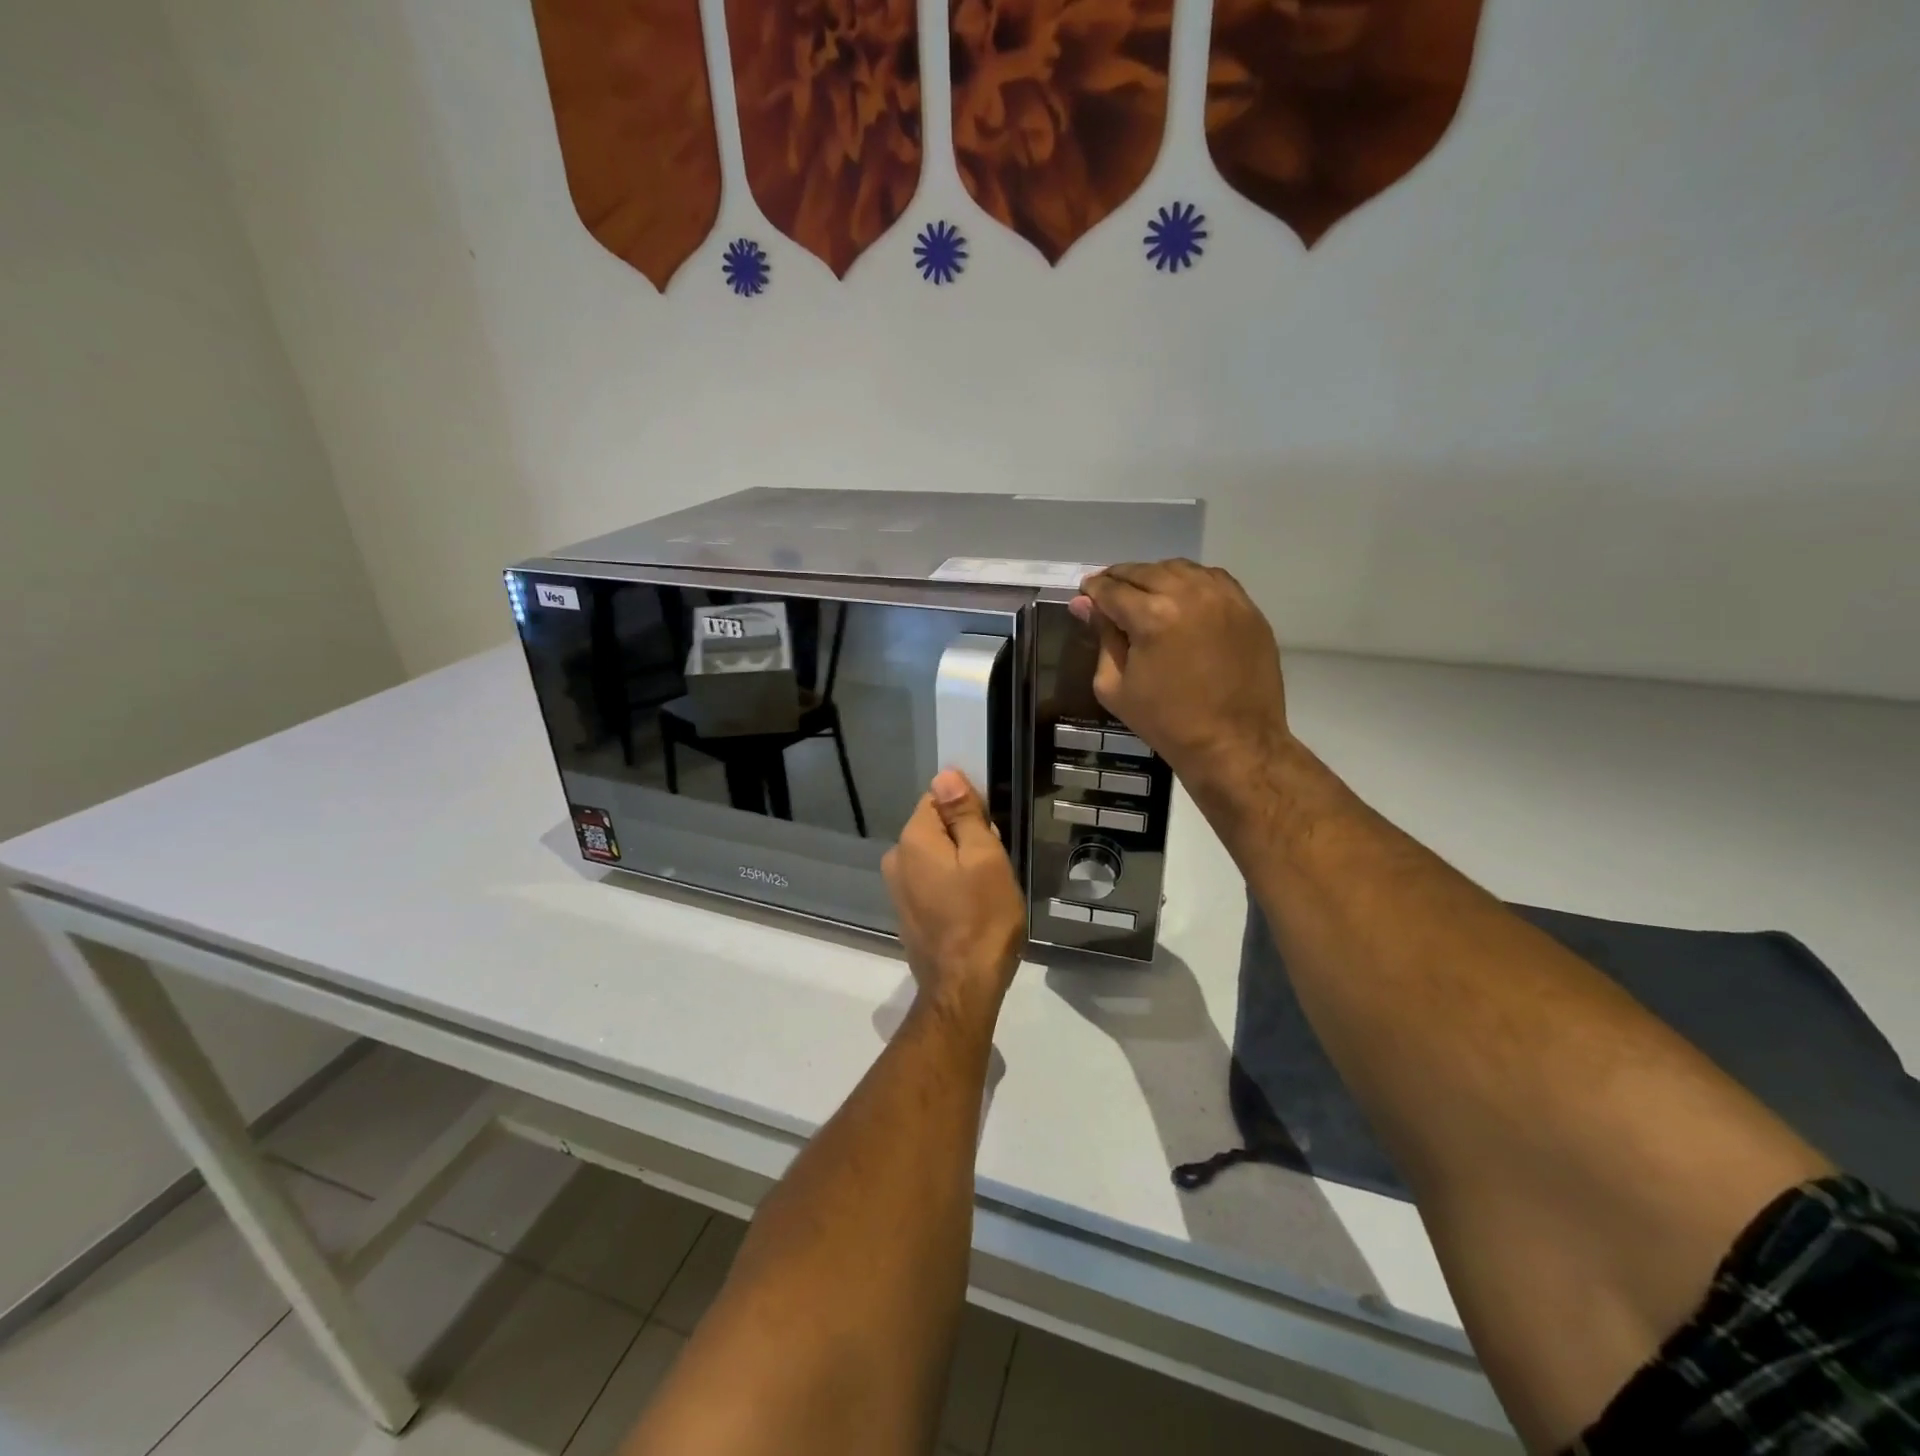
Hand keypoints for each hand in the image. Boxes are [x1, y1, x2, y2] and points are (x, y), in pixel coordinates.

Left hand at [882, 769, 1025, 1027]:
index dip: (968, 809)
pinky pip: (931, 881)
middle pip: (936, 827)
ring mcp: (898, 888)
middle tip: (994, 866)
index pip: (938, 798)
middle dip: (966, 838)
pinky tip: (971, 907)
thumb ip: (964, 814)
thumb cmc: (983, 917)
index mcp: (913, 839)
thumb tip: (945, 774)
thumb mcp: (985, 857)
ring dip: (961, 863)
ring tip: (986, 890)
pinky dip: (951, 885)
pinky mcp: (907, 911)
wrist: (963, 987)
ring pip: (936, 856)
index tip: (991, 833)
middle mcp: (896, 858)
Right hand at [1072, 560, 1291, 792]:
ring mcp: (1223, 597)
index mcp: (1152, 617)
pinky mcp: (1246, 607)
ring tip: (1143, 594)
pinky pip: (1211, 578)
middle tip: (1108, 593)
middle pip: (1143, 571)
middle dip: (1119, 579)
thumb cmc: (1166, 722)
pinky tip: (1180, 598)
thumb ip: (1101, 639)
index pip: (1111, 589)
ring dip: (1154, 577)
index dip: (1092, 590)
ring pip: (1178, 569)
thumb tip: (1085, 605)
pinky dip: (1189, 582)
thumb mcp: (1115, 688)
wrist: (1234, 743)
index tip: (1085, 595)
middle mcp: (1188, 594)